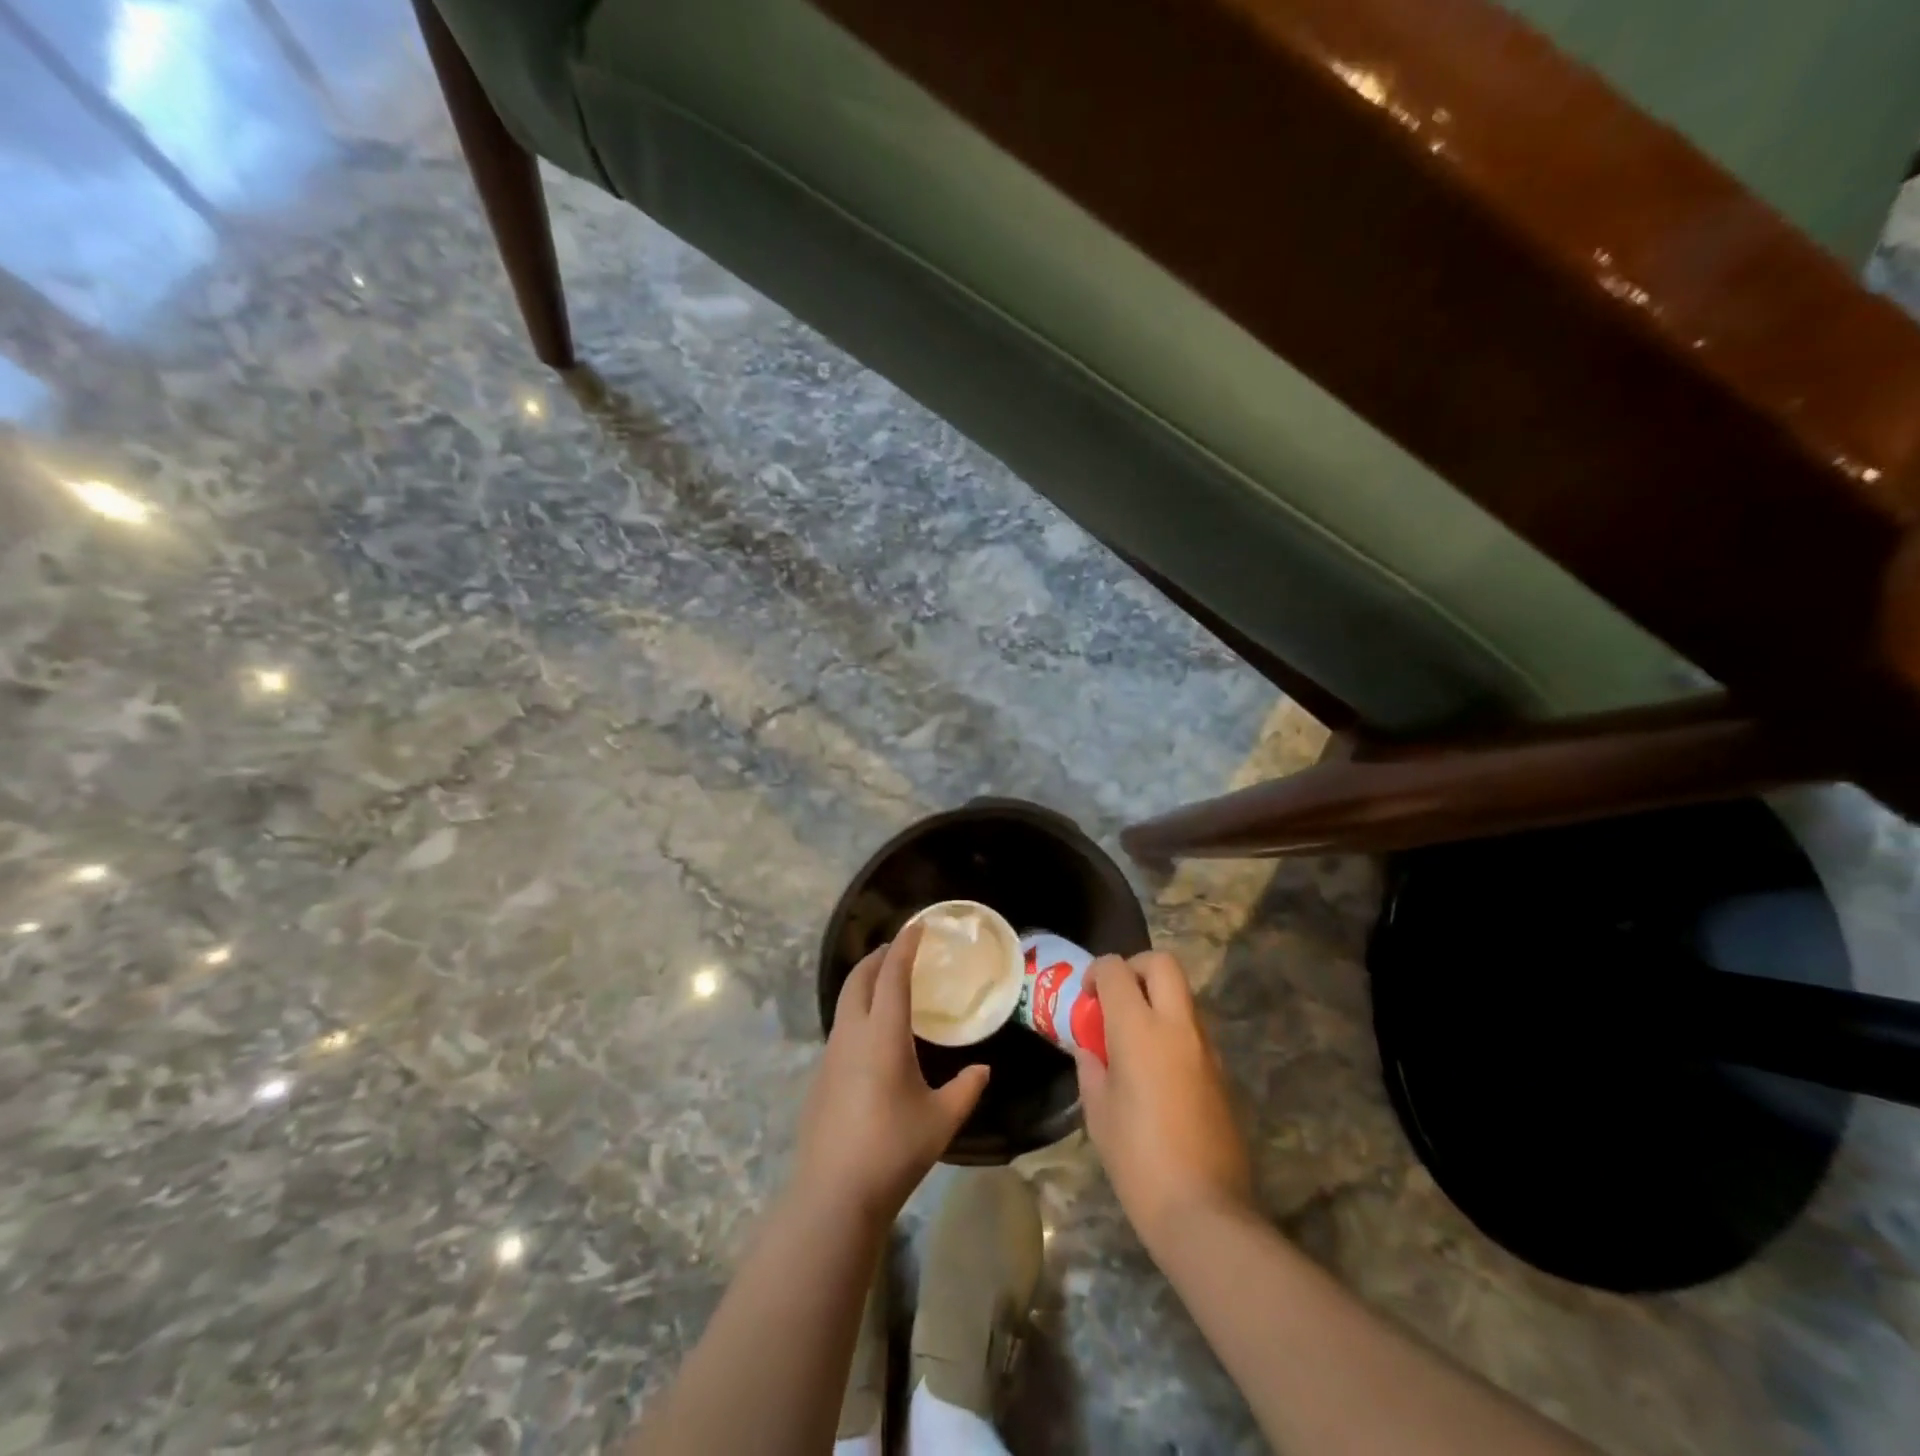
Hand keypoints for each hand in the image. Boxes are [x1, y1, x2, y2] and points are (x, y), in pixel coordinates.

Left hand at [793, 924, 990, 1223]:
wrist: (834, 1193)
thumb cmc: (893, 1149)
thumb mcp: (941, 1120)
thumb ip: (966, 1089)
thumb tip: (983, 1069)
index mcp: (883, 1034)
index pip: (893, 974)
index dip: (905, 945)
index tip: (918, 926)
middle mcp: (852, 1033)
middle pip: (859, 978)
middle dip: (878, 956)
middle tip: (900, 949)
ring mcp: (831, 1054)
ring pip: (845, 1001)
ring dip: (865, 982)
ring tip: (888, 986)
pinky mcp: (820, 1075)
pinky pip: (841, 1026)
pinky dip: (857, 1011)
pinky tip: (872, 1035)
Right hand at [1074, 951, 1253, 1254]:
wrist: (1205, 1211)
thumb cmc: (1138, 1160)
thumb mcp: (1098, 1113)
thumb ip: (1092, 1068)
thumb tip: (1091, 1049)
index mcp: (1138, 1029)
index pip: (1116, 970)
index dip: (1097, 973)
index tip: (1087, 997)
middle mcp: (1177, 1026)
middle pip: (1163, 963)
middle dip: (1136, 967)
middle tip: (1117, 998)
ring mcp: (1206, 1047)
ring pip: (1183, 995)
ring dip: (1157, 999)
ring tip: (1134, 1037)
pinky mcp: (1223, 1072)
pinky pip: (1195, 1029)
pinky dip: (1173, 1030)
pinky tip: (1158, 1070)